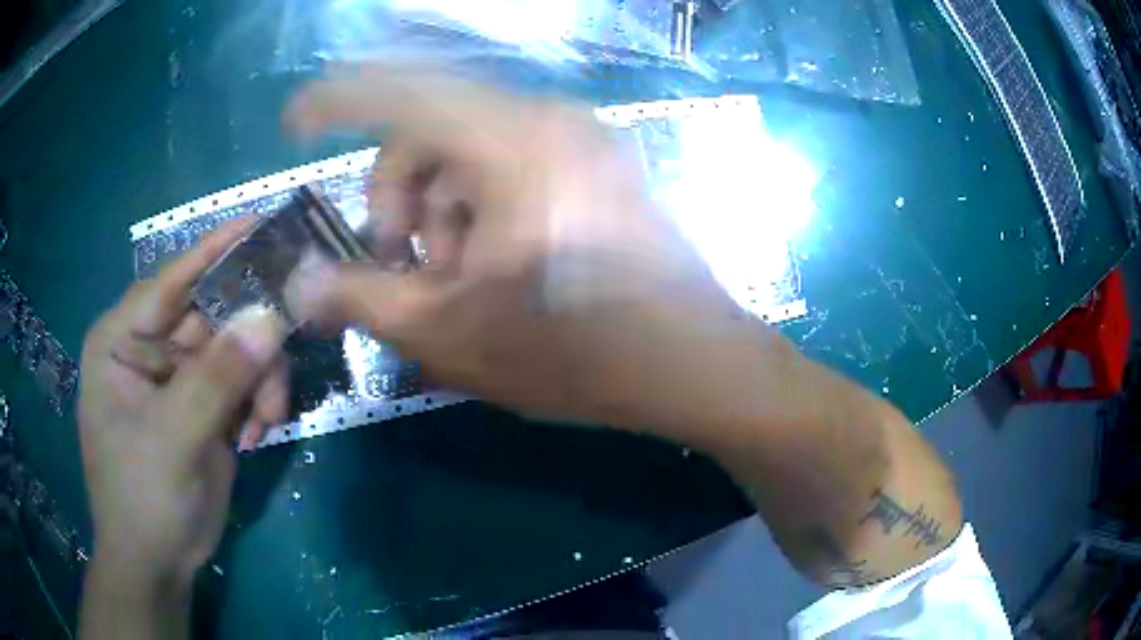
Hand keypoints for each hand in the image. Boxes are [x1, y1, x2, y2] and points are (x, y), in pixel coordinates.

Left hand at [79, 219, 287, 584]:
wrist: (158, 564)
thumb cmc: (143, 499)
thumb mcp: (174, 439)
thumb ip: (217, 379)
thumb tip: (271, 317)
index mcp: (122, 340)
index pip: (170, 280)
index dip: (213, 250)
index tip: (261, 222)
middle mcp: (150, 349)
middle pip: (212, 314)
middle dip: (250, 337)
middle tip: (286, 350)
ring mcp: (179, 378)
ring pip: (235, 349)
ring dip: (259, 380)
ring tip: (266, 420)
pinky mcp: (203, 406)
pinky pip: (243, 382)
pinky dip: (258, 403)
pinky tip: (256, 435)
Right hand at [285, 65, 756, 435]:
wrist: (695, 365)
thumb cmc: (577, 351)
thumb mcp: (449, 332)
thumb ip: (361, 297)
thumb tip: (299, 283)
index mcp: (510, 140)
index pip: (399, 90)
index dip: (336, 99)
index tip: (297, 120)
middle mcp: (549, 120)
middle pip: (431, 129)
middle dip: (397, 196)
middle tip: (399, 264)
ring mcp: (582, 140)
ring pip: (471, 152)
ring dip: (440, 212)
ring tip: (454, 283)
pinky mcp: (599, 167)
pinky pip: (513, 166)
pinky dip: (481, 208)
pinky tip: (492, 267)